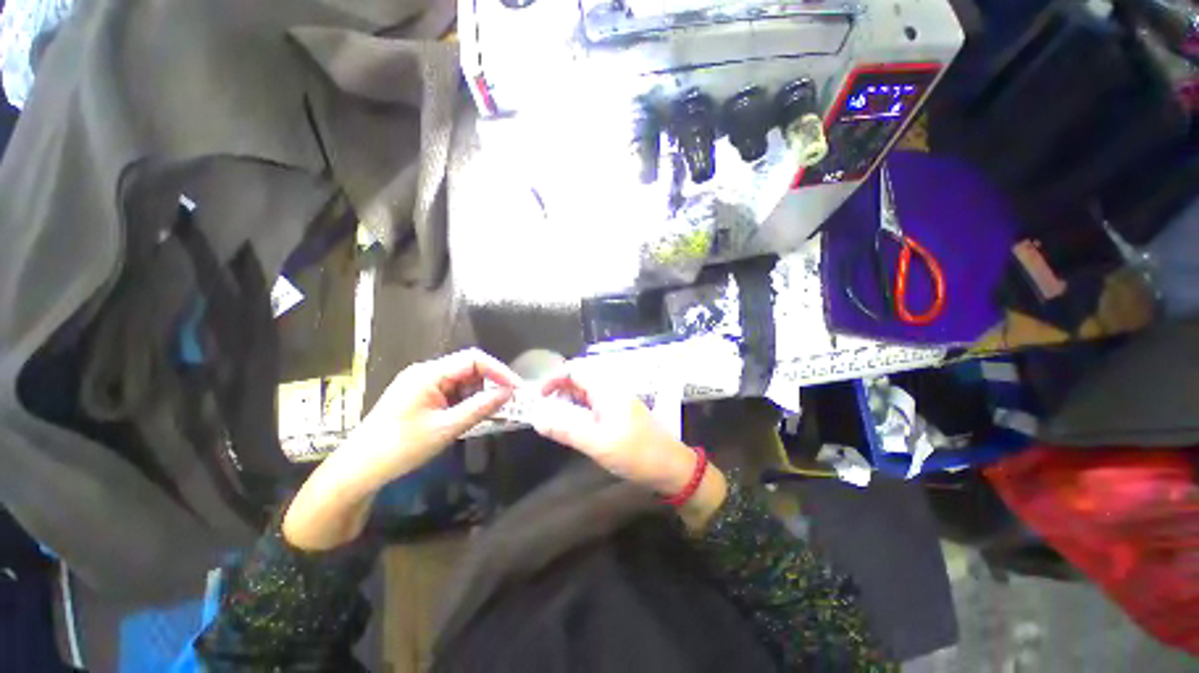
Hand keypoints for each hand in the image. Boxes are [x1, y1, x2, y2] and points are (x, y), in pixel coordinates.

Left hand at [283, 349, 520, 549]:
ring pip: (462, 380)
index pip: (474, 360)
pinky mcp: (420, 396)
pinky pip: (452, 392)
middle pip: (469, 368)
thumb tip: (508, 393)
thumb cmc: (400, 448)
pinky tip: (475, 414)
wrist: (357, 471)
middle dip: (492, 382)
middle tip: (511, 401)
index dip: (499, 371)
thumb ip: (480, 408)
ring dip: (480, 393)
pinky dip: (467, 401)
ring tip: (497, 410)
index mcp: (429, 373)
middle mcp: (426, 372)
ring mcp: (422, 384)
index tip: (517, 388)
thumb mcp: (445, 428)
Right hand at [531, 369, 698, 493]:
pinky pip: (595, 405)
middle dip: (559, 389)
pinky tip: (574, 425)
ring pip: (587, 393)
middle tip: (544, 409)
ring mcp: (617, 401)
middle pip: (580, 379)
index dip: (554, 378)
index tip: (539, 396)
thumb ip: (566, 429)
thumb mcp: (597, 443)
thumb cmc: (635, 452)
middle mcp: (612, 390)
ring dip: (569, 401)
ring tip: (554, 417)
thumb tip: (537, 419)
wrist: (670, 466)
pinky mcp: (620, 414)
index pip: (576, 370)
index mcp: (607, 389)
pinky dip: (580, 411)